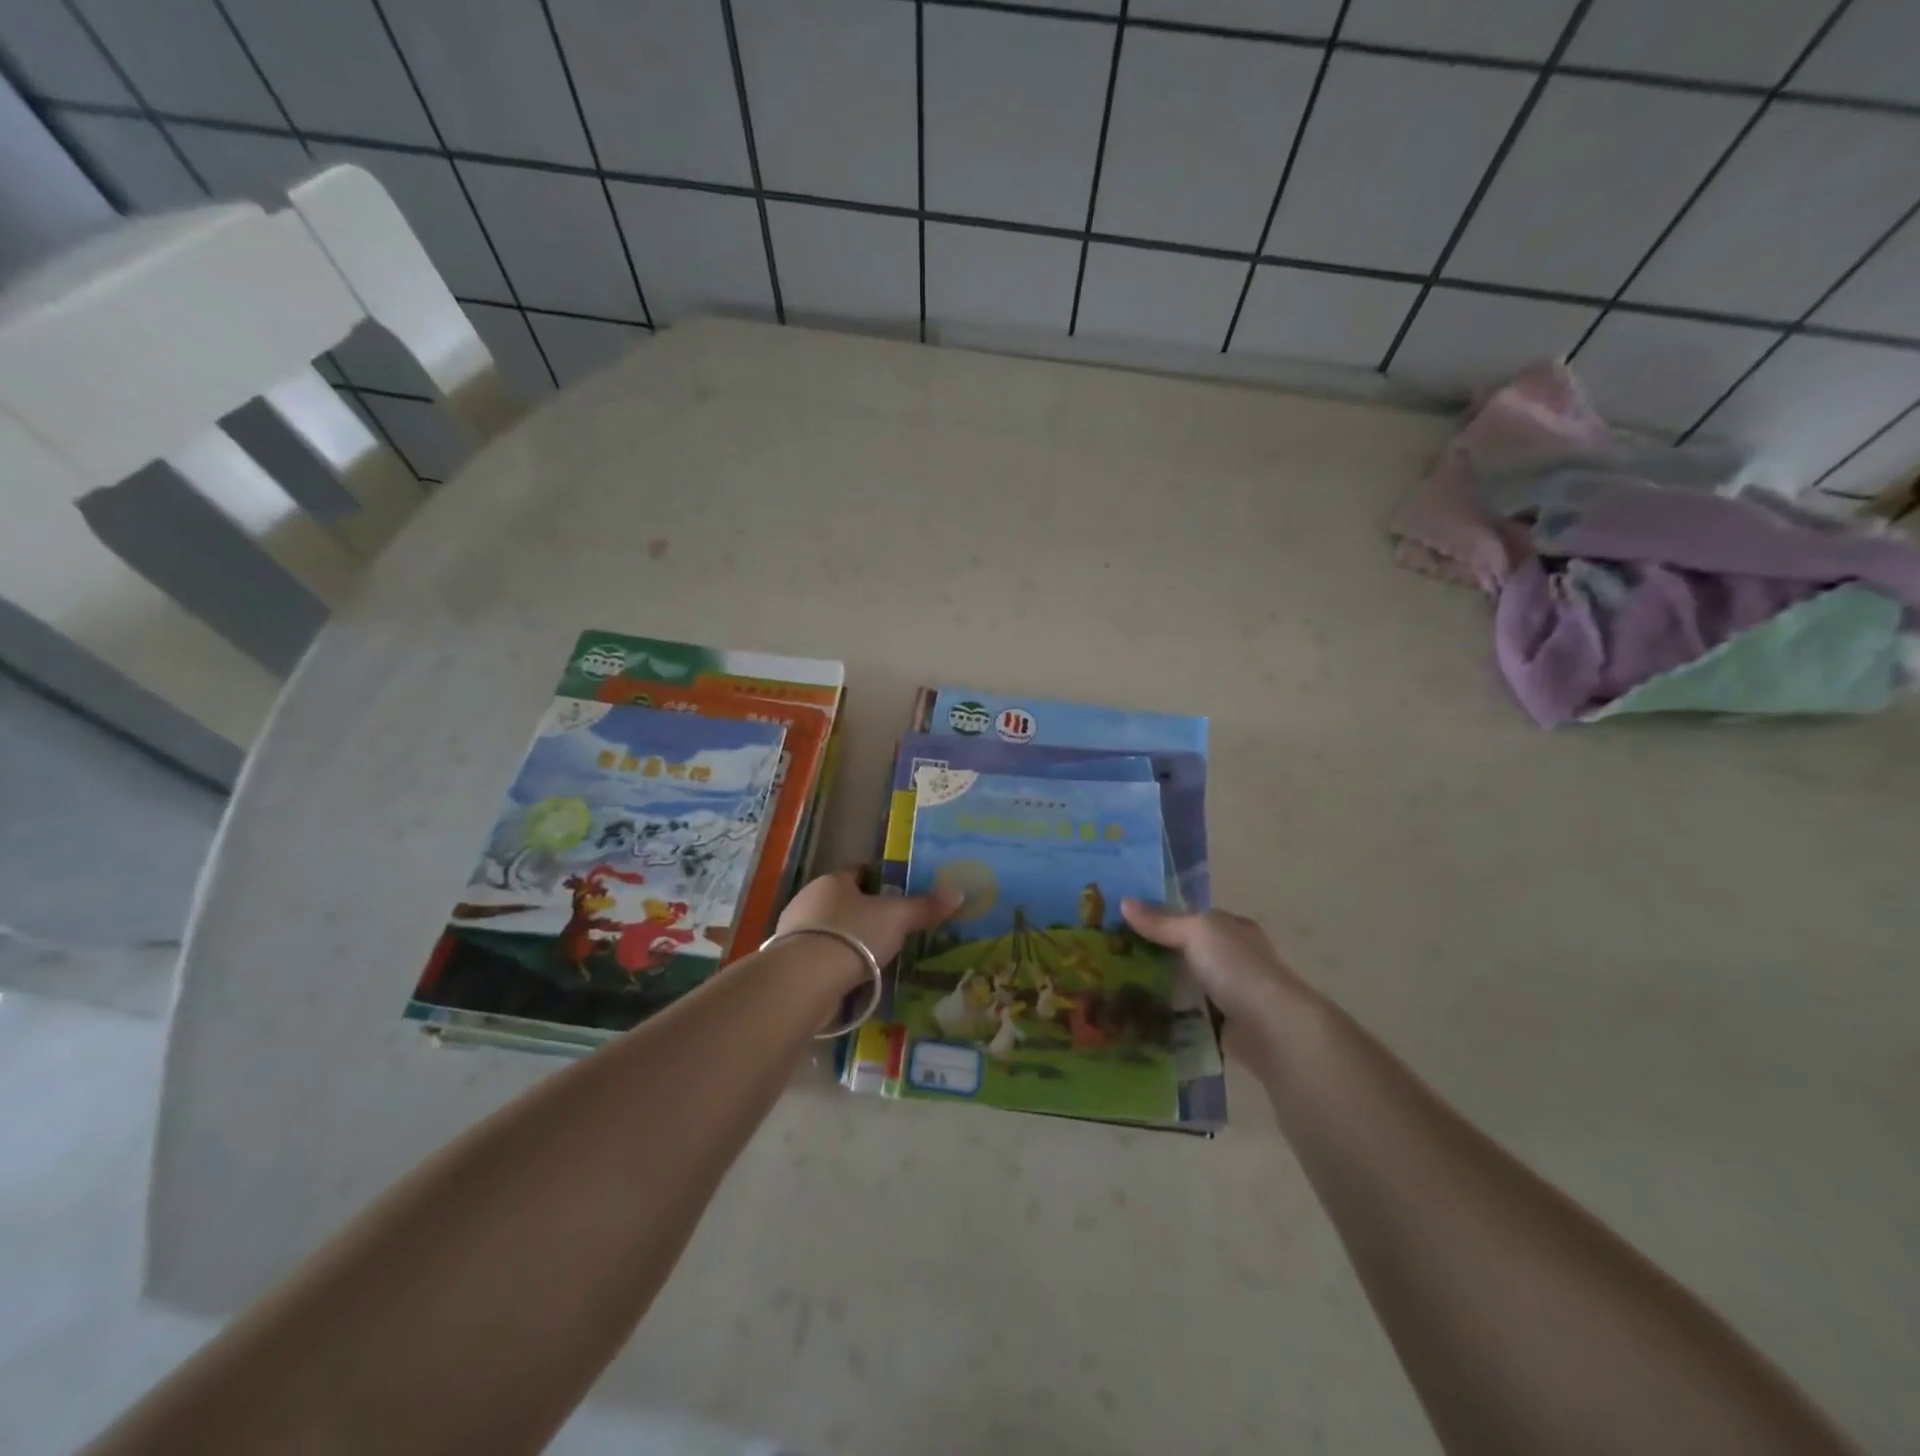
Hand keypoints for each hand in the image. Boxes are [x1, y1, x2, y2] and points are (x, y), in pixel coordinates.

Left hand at [778, 869, 962, 969]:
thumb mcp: (897, 918)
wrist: (805, 979)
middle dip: (863, 913)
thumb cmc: (854, 935)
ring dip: (848, 941)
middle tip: (890, 929)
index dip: (879, 881)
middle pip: (842, 901)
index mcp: (833, 880)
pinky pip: (819, 957)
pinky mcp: (788, 963)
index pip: (858, 872)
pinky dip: (835, 964)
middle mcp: (809, 899)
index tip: (897, 895)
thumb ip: (925, 906)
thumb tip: (958, 892)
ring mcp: (794, 932)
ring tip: (874, 958)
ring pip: (829, 930)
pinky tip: (852, 979)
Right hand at [1120, 900, 1315, 1037]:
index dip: (1159, 918)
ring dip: (1159, 988)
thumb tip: (1124, 902)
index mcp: (1231, 928)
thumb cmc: (1236, 968)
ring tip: (1117, 988)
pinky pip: (1188, 1016)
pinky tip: (1140, 1016)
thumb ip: (1161, 921)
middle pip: (1185, 952)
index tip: (1123, 925)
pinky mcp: (1223, 1025)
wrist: (1271, 1029)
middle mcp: (1232, 958)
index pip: (1190, 918)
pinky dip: (1169, 1016)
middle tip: (1113, 958)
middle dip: (1154, 955)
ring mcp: (1229, 993)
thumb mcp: (1196, 932)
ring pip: (1185, 985)